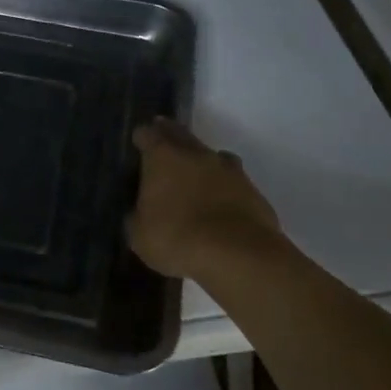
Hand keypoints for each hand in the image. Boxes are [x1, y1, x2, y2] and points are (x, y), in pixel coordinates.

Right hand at [126, 117, 281, 281]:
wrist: (238, 255)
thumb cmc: (177, 238)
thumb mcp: (139, 235)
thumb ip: (137, 216)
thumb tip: (140, 212)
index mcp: (163, 156)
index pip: (148, 134)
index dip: (141, 137)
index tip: (138, 142)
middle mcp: (196, 154)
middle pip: (180, 135)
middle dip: (170, 137)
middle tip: (162, 147)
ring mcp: (229, 170)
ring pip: (211, 155)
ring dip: (201, 162)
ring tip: (194, 178)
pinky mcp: (253, 190)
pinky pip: (232, 181)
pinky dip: (223, 187)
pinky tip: (219, 204)